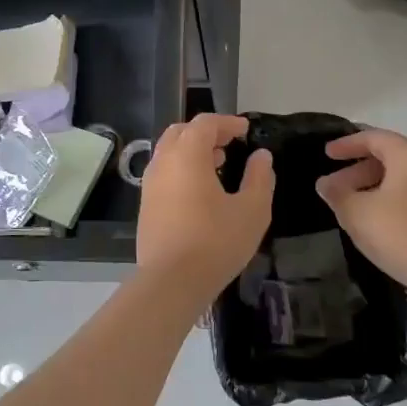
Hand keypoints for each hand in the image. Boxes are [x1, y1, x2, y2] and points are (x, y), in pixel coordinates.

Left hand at [136, 113, 273, 298]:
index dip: (227, 122)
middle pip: (181, 132)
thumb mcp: (251, 210)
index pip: (205, 123)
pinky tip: (200, 191)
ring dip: (192, 151)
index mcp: (187, 155)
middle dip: (206, 132)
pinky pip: (164, 173)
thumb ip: (259, 178)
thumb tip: (261, 156)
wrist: (171, 282)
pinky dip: (181, 169)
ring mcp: (150, 184)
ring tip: (217, 164)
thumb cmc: (216, 242)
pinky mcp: (145, 205)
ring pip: (169, 153)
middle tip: (229, 143)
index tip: (246, 130)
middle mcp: (163, 162)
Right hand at [315, 128, 406, 291]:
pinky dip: (385, 200)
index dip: (347, 144)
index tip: (327, 154)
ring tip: (347, 205)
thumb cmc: (398, 232)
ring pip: (397, 179)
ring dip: (369, 187)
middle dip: (356, 170)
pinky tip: (370, 220)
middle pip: (386, 158)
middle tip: (333, 186)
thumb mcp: (357, 212)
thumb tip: (325, 184)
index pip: (374, 138)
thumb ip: (337, 194)